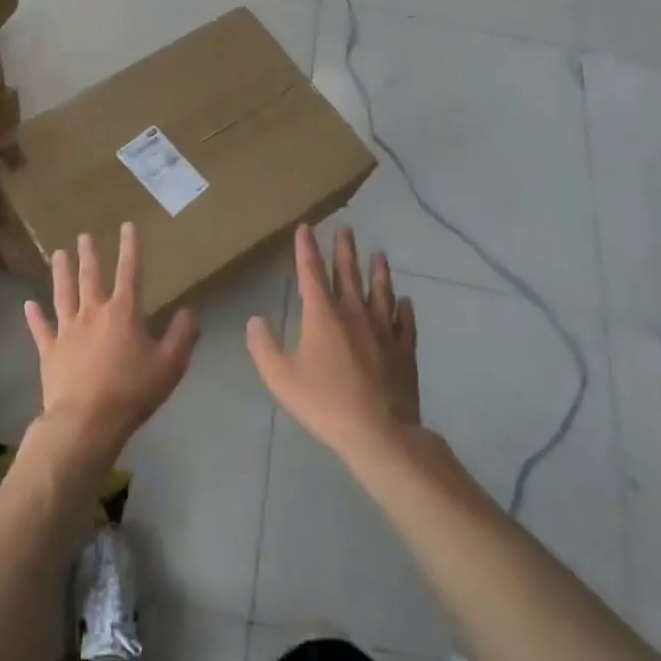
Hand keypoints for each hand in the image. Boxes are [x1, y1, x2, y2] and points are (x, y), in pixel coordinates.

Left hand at [25, 222, 198, 462]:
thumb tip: (190, 311)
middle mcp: (93, 313)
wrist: (86, 421)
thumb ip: (182, 335)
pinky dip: (34, 316)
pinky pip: (40, 329)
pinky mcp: (49, 351)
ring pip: (63, 294)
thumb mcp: (170, 365)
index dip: (130, 247)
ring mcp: (67, 330)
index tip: (127, 226)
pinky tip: (28, 304)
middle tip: (84, 235)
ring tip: (58, 254)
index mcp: (123, 312)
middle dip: (89, 255)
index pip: (129, 272)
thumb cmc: (132, 391)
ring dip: (61, 273)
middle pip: (90, 277)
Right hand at [247, 224, 420, 461]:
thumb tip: (254, 320)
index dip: (306, 249)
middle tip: (346, 229)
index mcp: (323, 316)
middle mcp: (354, 313)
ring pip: (381, 292)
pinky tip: (406, 301)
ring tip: (379, 254)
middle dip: (344, 250)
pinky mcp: (404, 350)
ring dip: (378, 271)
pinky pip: (405, 322)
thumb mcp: (281, 378)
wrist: (379, 432)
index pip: (311, 273)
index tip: (306, 227)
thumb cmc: (325, 403)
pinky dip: (405, 309)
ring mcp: (384, 330)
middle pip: (349, 274)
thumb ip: (263, 346)